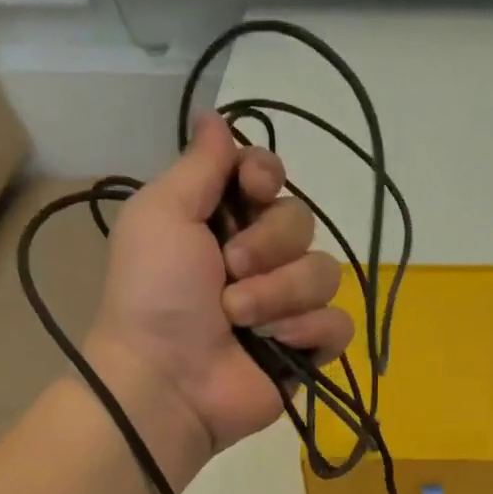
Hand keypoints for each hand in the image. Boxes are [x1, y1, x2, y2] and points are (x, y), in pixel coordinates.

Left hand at [86, 116, 353, 453]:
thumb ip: (198, 166)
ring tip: (240, 319)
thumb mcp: (161, 215)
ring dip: (280, 294)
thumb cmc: (154, 293)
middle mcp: (260, 256)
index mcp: (224, 221)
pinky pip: (337, 321)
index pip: (270, 176)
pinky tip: (275, 344)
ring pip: (324, 272)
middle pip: (301, 221)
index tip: (251, 189)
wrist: (166, 379)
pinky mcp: (308, 345)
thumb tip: (213, 114)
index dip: (267, 176)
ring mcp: (286, 303)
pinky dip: (307, 330)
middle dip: (267, 246)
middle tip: (228, 272)